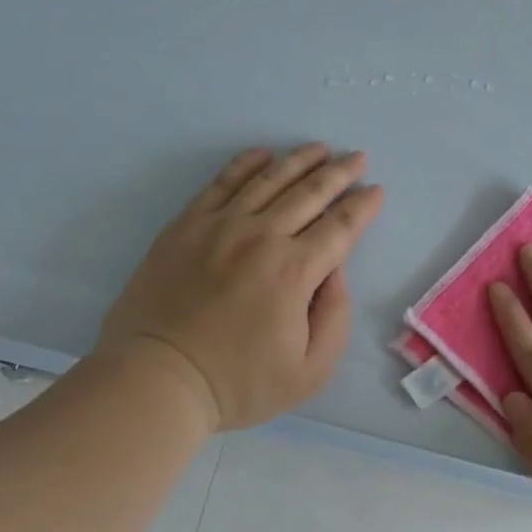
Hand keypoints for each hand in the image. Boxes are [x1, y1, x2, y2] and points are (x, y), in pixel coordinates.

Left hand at [100, 144, 384, 430]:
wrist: (156, 380)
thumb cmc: (237, 383)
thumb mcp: (309, 371)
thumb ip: (335, 316)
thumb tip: (335, 270)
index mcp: (294, 272)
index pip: (340, 227)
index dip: (363, 206)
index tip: (376, 190)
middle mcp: (261, 237)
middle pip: (310, 193)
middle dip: (339, 173)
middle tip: (357, 158)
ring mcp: (220, 226)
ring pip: (269, 179)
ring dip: (300, 160)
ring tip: (320, 148)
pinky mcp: (186, 225)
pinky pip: (222, 183)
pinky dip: (246, 164)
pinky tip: (264, 154)